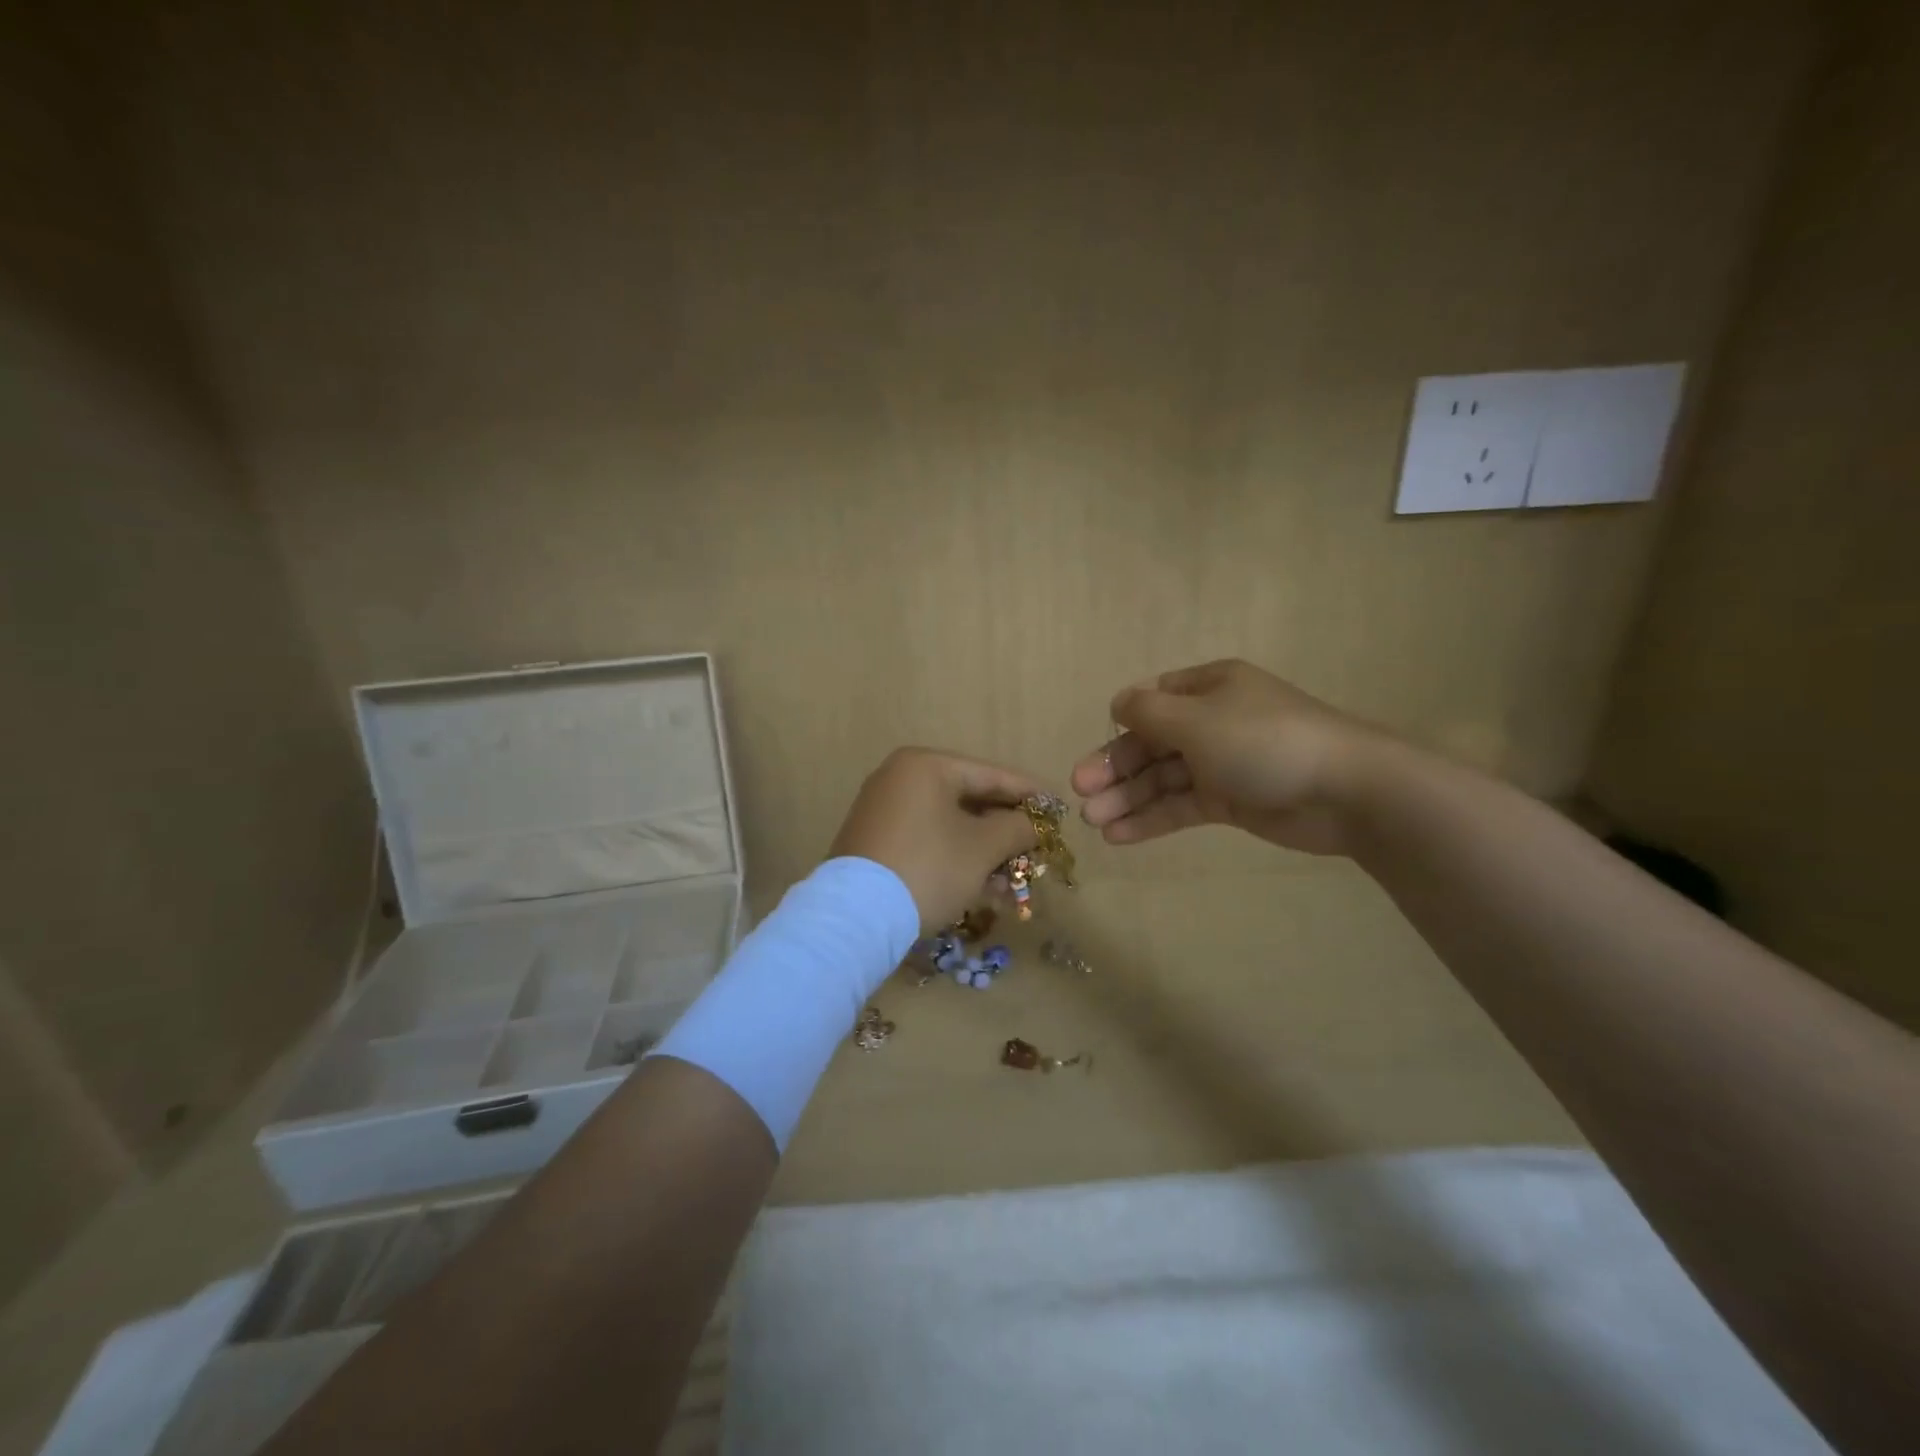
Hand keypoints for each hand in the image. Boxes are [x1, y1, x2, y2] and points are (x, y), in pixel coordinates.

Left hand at [829, 748, 1045, 931]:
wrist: (854, 917)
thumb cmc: (928, 868)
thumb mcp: (982, 848)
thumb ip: (1017, 828)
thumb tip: (1034, 824)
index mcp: (925, 766)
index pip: (990, 774)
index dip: (1029, 793)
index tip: (1058, 808)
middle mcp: (900, 779)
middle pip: (969, 801)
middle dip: (1006, 831)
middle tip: (1038, 848)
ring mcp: (884, 810)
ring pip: (950, 826)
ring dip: (985, 853)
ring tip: (1015, 880)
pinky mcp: (875, 842)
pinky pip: (928, 841)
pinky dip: (956, 860)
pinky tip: (983, 889)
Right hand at [1070, 659, 1386, 856]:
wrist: (1346, 791)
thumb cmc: (1264, 741)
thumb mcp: (1196, 719)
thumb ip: (1148, 713)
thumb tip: (1118, 703)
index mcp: (1209, 687)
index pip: (1153, 701)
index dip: (1121, 725)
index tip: (1096, 750)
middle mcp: (1213, 721)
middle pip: (1152, 743)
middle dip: (1115, 767)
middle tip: (1080, 793)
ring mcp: (1223, 762)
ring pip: (1163, 778)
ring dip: (1127, 797)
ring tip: (1093, 821)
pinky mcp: (1232, 801)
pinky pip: (1182, 806)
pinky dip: (1152, 819)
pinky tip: (1119, 835)